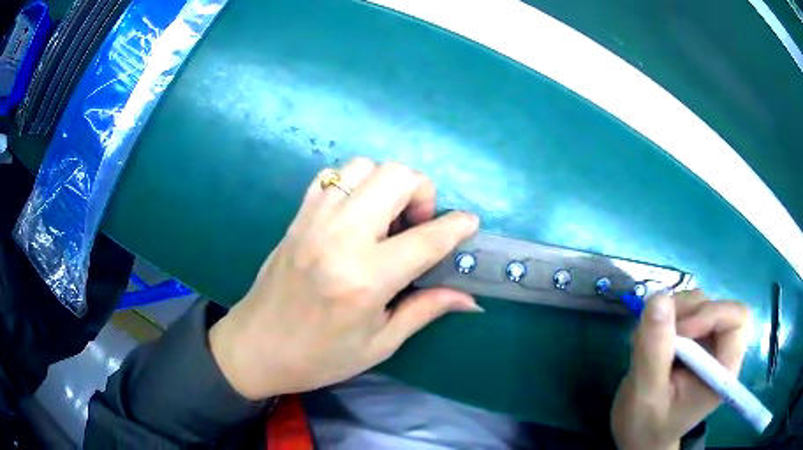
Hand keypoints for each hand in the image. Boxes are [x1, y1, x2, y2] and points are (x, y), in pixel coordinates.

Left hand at [208, 158, 480, 400]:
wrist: (255, 347)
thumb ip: (425, 310)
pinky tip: (356, 214)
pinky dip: (355, 184)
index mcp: (365, 279)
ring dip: (387, 184)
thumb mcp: (379, 344)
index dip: (457, 226)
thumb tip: (469, 298)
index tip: (469, 223)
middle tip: (417, 225)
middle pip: (395, 177)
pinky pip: (332, 176)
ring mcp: (314, 221)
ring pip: (364, 167)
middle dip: (422, 192)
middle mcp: (340, 238)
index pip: (426, 238)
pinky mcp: (298, 217)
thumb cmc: (319, 357)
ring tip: (386, 219)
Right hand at [610, 290, 749, 449]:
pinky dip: (663, 318)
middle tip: (654, 335)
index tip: (679, 332)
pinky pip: (683, 310)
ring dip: (671, 314)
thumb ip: (654, 350)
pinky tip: (648, 341)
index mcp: (723, 370)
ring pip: (698, 303)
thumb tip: (658, 298)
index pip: (736, 319)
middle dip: (684, 314)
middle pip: (715, 306)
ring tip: (647, 343)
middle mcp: (721, 351)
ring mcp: (706, 343)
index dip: (711, 315)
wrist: (638, 437)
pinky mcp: (692, 340)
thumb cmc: (645, 426)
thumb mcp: (646, 395)